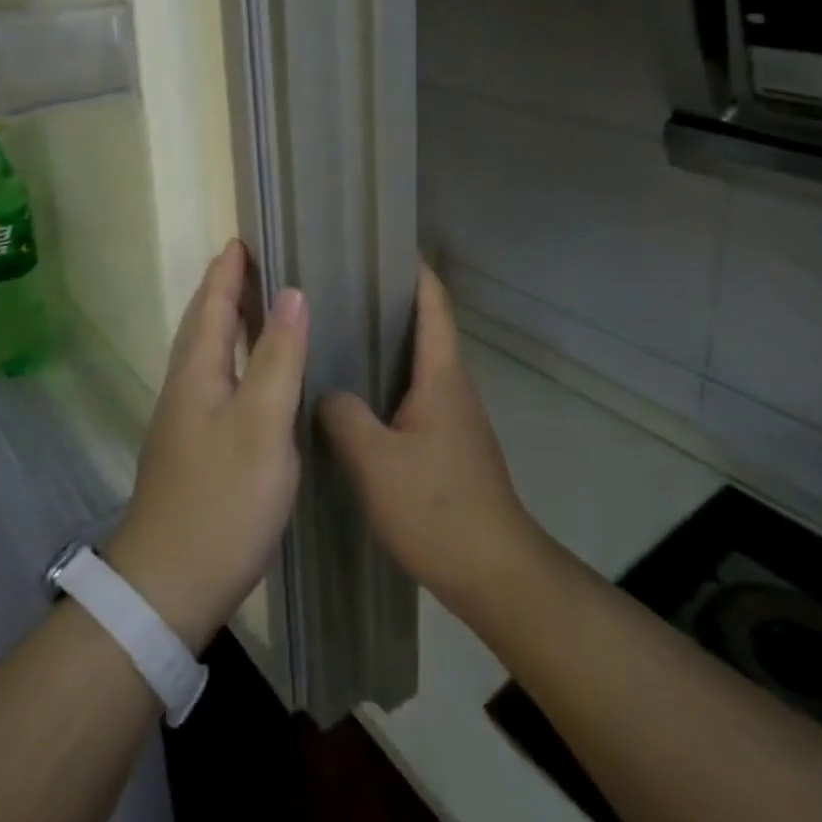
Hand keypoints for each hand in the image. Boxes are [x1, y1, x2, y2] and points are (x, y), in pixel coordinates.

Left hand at [107, 239, 307, 651]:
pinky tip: (251, 374)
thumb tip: (291, 293)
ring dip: (225, 322)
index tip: (242, 239)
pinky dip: (232, 357)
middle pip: (203, 324)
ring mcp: (185, 419)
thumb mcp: (262, 424)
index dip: (227, 271)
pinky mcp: (193, 447)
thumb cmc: (222, 498)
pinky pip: (214, 380)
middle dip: (223, 289)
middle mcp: (185, 386)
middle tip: (250, 263)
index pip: (213, 304)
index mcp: (198, 371)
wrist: (169, 584)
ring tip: (254, 306)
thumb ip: (278, 357)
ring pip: (207, 353)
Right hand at [319, 263, 542, 620]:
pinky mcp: (449, 446)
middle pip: (424, 328)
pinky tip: (354, 399)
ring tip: (336, 336)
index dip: (413, 270)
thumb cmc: (437, 508)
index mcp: (441, 376)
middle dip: (387, 303)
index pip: (433, 304)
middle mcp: (452, 387)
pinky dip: (386, 383)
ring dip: (384, 346)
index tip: (382, 245)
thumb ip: (343, 416)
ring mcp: (454, 418)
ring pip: (416, 365)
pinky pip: (413, 397)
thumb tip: (324, 391)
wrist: (497, 575)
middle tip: (337, 289)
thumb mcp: (375, 461)